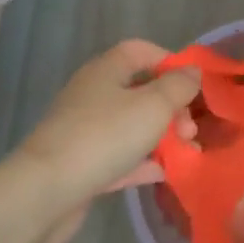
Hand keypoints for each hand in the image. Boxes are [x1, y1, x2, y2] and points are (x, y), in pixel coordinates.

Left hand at [0, 41, 200, 242]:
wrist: (48, 191)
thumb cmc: (105, 137)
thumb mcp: (153, 106)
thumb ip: (179, 86)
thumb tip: (192, 72)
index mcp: (106, 70)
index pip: (141, 51)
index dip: (171, 62)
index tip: (195, 86)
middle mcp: (95, 94)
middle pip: (142, 91)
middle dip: (173, 108)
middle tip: (190, 130)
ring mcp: (87, 130)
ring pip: (134, 126)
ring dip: (164, 137)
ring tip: (189, 152)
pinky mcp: (85, 163)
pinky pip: (123, 155)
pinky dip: (145, 161)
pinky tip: (167, 172)